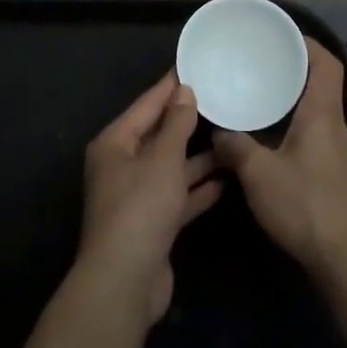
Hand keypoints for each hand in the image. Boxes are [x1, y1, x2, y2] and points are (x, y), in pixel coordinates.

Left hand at [78, 69, 222, 325]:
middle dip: (187, 121)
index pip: (146, 105)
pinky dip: (197, 187)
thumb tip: (184, 91)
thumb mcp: (163, 159)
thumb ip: (177, 125)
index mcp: (115, 143)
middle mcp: (122, 165)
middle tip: (221, 98)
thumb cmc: (140, 208)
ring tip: (231, 137)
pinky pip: (177, 195)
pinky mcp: (152, 222)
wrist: (125, 281)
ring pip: (171, 166)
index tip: (194, 66)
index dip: (170, 86)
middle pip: (158, 135)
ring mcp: (136, 196)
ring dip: (198, 156)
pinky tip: (226, 179)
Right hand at [213, 39, 346, 281]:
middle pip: (321, 88)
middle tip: (261, 69)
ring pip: (319, 117)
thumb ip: (235, 147)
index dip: (308, 44)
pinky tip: (275, 149)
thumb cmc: (306, 205)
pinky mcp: (343, 179)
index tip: (282, 36)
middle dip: (293, 75)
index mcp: (323, 114)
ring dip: (295, 107)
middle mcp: (338, 127)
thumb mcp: (258, 174)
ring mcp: (344, 155)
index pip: (326, 63)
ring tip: (262, 106)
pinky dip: (298, 132)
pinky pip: (319, 140)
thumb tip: (218, 131)